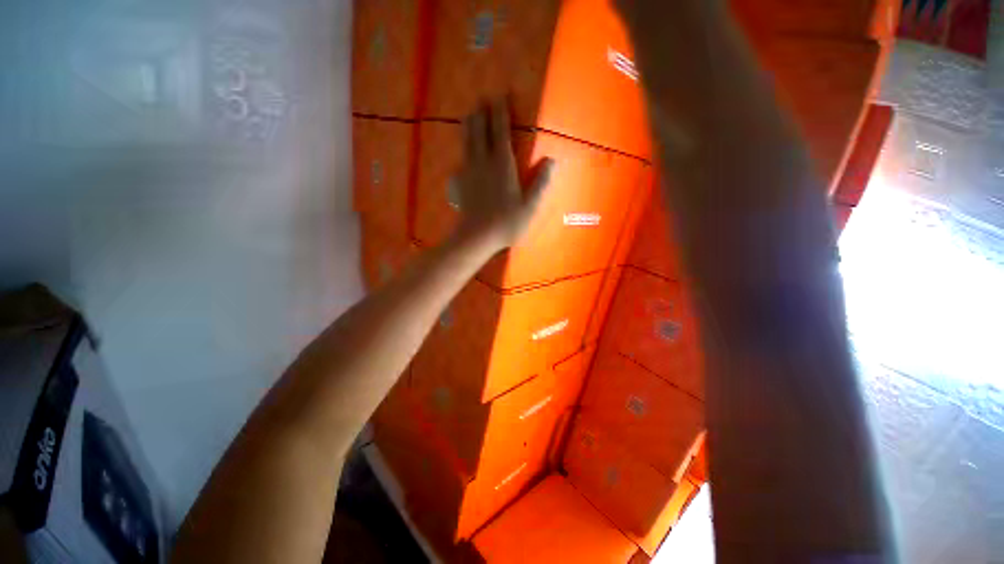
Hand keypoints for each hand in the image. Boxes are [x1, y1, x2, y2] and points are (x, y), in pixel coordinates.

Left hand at [452, 101, 554, 251]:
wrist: (476, 236)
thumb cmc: (505, 223)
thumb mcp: (529, 206)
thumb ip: (540, 183)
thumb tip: (552, 160)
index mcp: (502, 165)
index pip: (500, 131)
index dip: (500, 112)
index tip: (500, 95)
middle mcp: (484, 162)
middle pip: (479, 131)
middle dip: (481, 113)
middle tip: (482, 99)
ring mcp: (470, 171)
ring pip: (467, 141)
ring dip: (469, 125)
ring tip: (469, 114)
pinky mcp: (462, 182)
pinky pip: (462, 157)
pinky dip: (463, 146)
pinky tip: (463, 147)